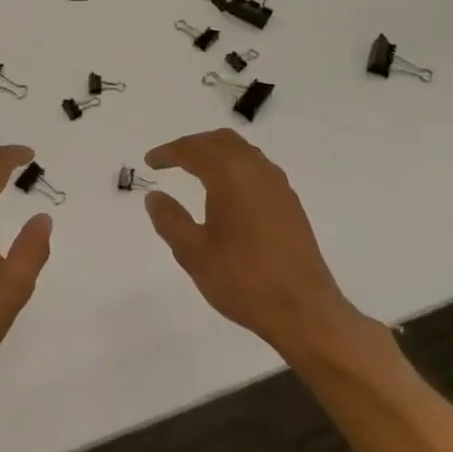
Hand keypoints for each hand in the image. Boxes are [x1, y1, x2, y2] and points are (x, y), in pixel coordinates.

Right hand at [143, 129, 360, 357]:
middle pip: (221, 141)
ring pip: (243, 152)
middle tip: (170, 160)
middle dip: (193, 145)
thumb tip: (154, 196)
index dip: (168, 152)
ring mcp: (279, 186)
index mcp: (231, 177)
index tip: (149, 162)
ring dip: (216, 153)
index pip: (194, 150)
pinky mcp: (290, 203)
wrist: (303, 310)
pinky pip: (257, 168)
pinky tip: (227, 191)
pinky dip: (235, 166)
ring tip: (194, 170)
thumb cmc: (243, 280)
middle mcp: (258, 171)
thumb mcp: (194, 253)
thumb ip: (170, 220)